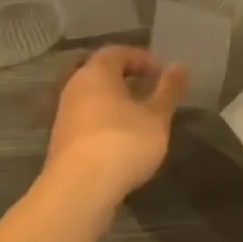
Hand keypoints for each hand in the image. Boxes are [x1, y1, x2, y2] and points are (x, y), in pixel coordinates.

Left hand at [42, 45, 186, 205]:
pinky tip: (123, 141)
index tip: (162, 73)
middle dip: (128, 80)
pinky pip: (88, 119)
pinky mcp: (62, 141)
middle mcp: (75, 87)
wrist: (79, 189)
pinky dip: (106, 122)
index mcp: (96, 73)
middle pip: (102, 74)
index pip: (117, 52)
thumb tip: (179, 66)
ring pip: (94, 98)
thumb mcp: (156, 116)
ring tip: (142, 118)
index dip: (141, 58)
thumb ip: (168, 90)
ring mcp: (64, 115)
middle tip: (153, 92)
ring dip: (117, 102)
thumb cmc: (123, 142)